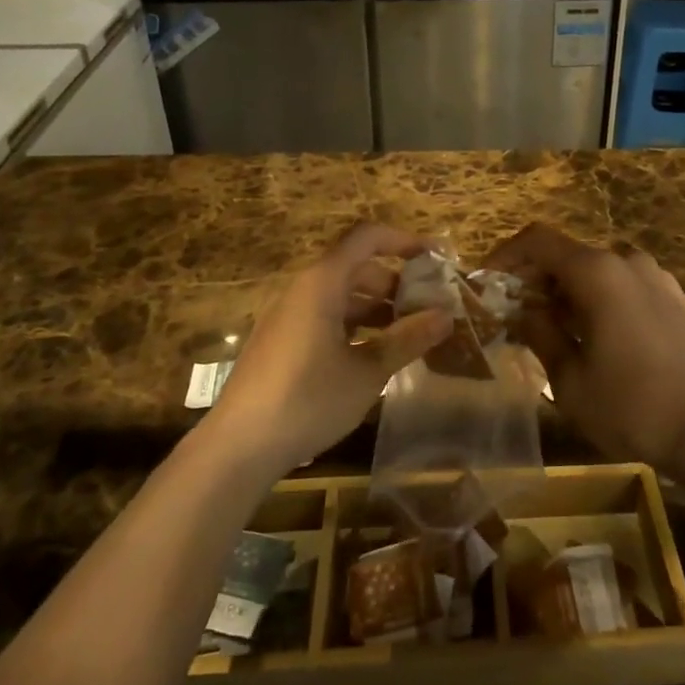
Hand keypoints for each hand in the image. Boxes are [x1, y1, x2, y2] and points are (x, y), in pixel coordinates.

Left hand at [207, 224, 453, 475]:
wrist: (238, 446)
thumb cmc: (308, 399)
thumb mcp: (367, 371)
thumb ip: (407, 339)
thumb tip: (446, 315)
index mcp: (322, 282)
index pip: (367, 237)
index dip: (403, 240)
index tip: (435, 258)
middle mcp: (302, 289)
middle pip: (355, 267)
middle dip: (395, 282)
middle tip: (427, 307)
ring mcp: (288, 315)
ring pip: (340, 295)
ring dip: (376, 307)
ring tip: (408, 334)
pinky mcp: (281, 341)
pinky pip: (324, 316)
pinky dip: (354, 325)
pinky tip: (373, 355)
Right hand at [484, 224, 684, 476]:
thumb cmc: (631, 407)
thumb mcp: (569, 379)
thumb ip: (541, 334)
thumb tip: (524, 310)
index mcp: (598, 273)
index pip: (539, 241)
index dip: (507, 255)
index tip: (489, 284)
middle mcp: (630, 263)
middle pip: (571, 255)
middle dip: (539, 280)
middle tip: (519, 316)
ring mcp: (661, 280)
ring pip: (602, 272)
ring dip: (573, 292)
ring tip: (560, 331)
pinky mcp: (681, 301)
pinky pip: (630, 288)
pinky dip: (606, 301)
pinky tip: (604, 340)